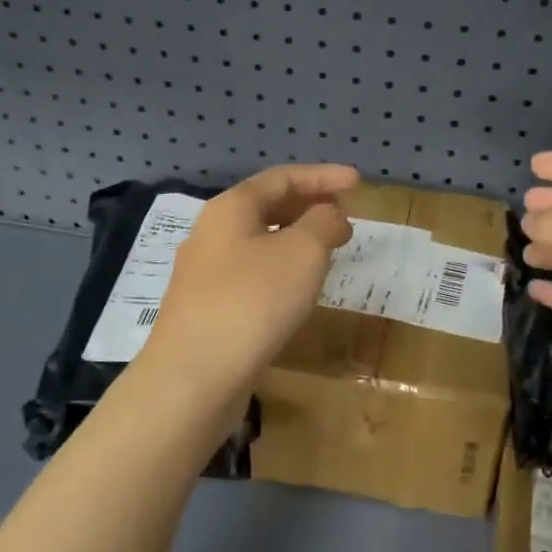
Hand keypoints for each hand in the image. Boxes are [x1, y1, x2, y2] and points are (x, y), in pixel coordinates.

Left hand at [145, 163, 357, 393]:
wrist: (194, 375)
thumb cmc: (254, 300)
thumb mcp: (303, 252)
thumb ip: (324, 222)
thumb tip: (330, 215)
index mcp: (231, 208)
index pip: (282, 178)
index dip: (323, 176)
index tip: (357, 181)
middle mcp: (211, 233)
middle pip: (266, 207)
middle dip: (309, 206)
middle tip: (344, 216)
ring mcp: (204, 274)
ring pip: (258, 242)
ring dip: (296, 240)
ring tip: (328, 250)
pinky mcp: (206, 309)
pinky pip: (251, 274)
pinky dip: (281, 269)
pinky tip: (297, 290)